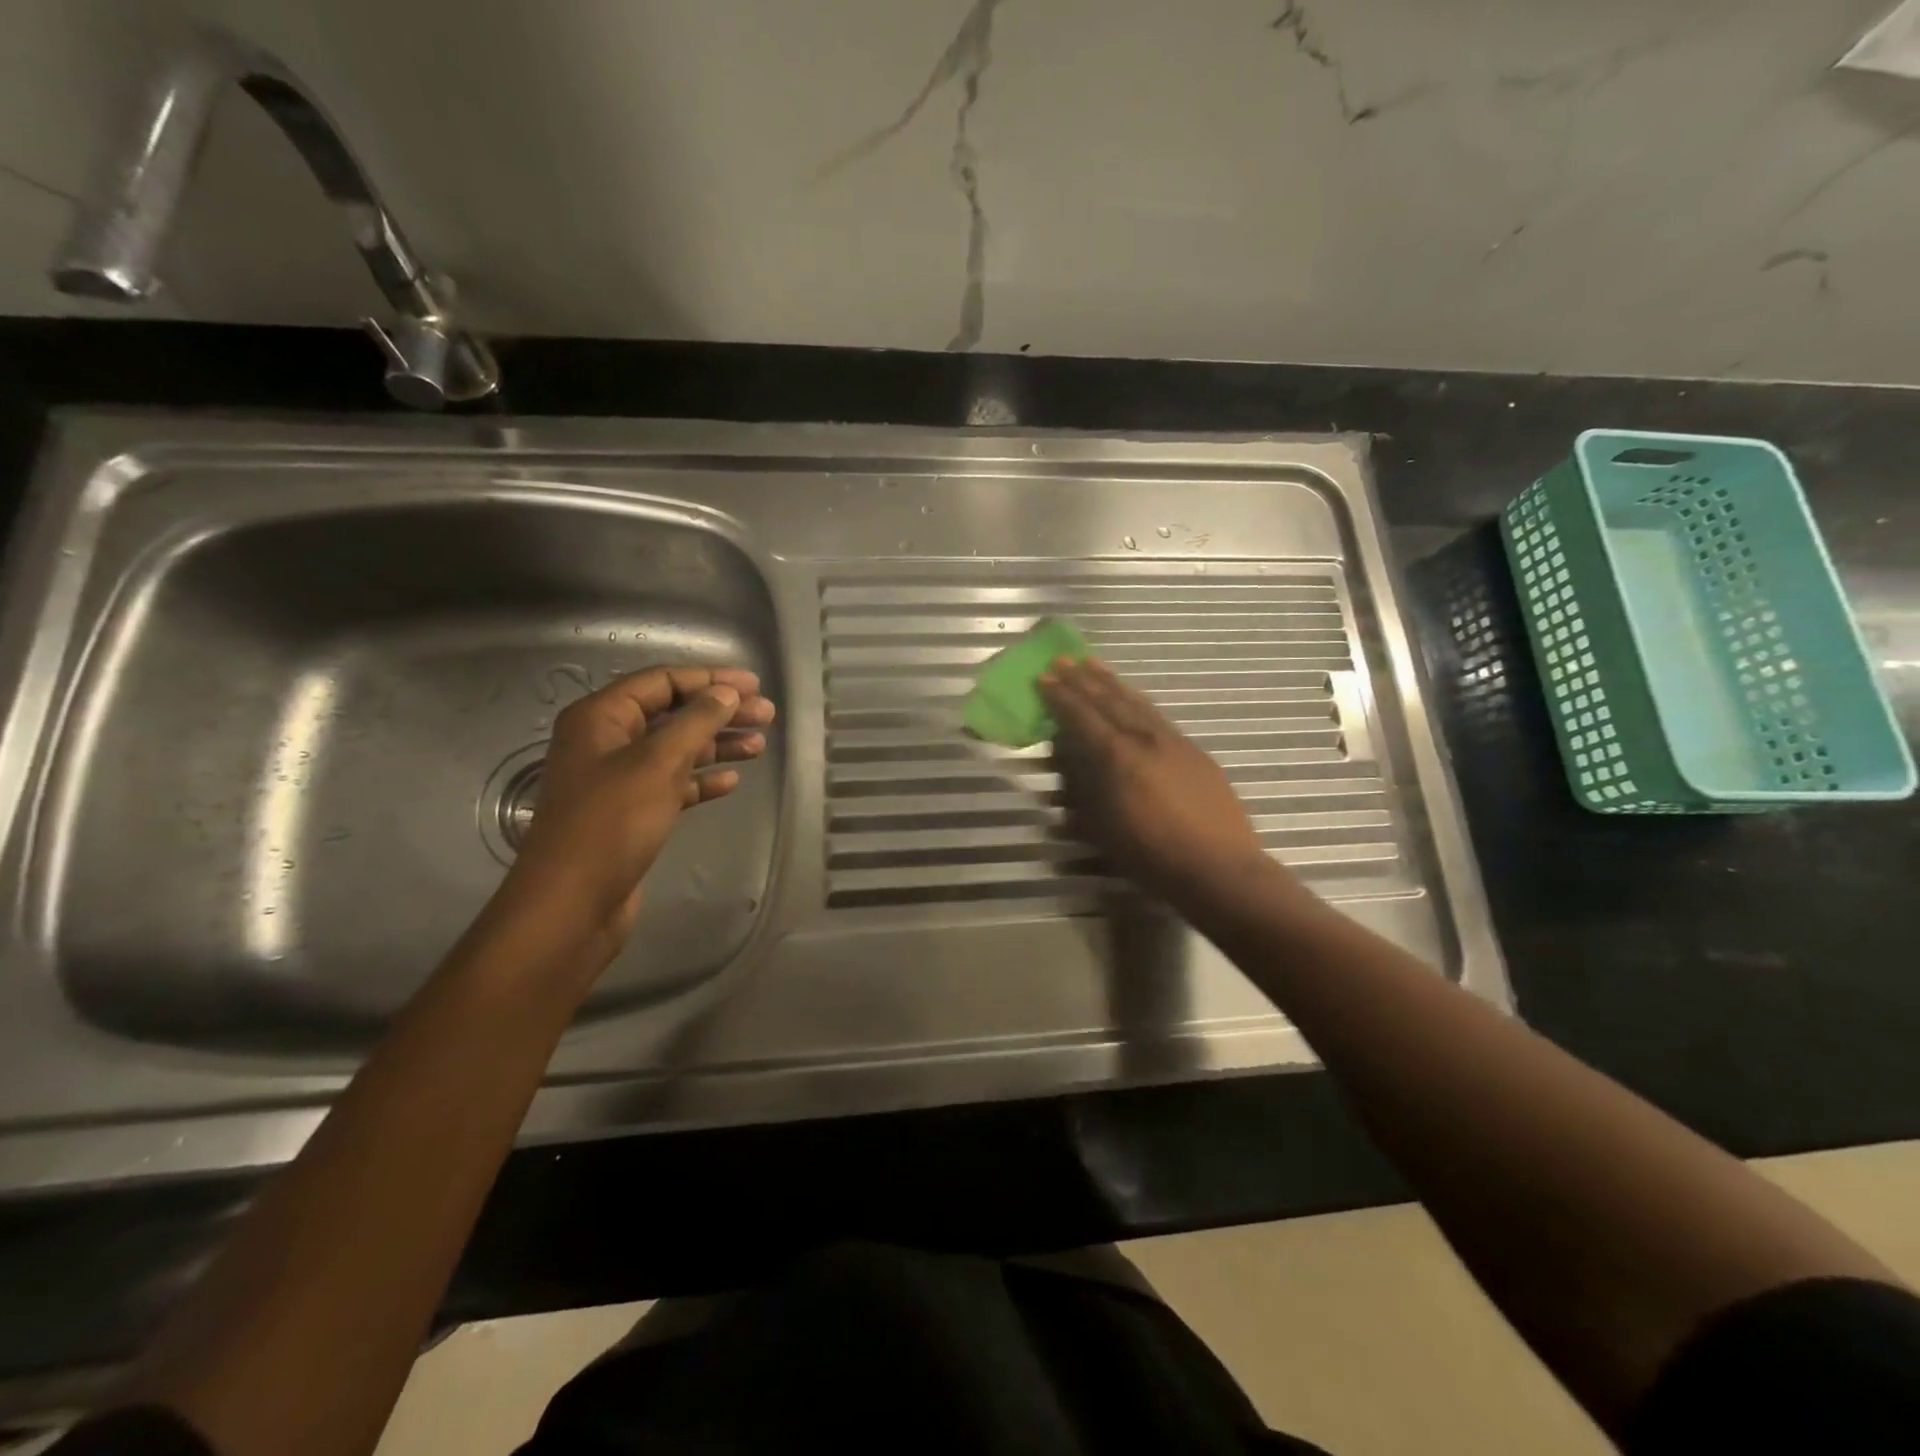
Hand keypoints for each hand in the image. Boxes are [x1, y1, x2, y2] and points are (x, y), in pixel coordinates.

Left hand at [494, 666, 776, 965]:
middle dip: (720, 712)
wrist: (572, 904)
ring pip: (675, 750)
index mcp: (600, 717)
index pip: (661, 681)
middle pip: (672, 714)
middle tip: (766, 715)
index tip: (753, 685)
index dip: (709, 679)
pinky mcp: (631, 814)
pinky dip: (701, 780)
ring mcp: (617, 780)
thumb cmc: (612, 823)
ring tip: (759, 745)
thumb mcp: (658, 763)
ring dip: (717, 745)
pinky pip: (672, 785)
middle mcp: (606, 742)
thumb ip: (696, 722)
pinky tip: (731, 781)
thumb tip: (727, 693)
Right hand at [1039, 657, 1279, 911]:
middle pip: (1109, 701)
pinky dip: (1139, 702)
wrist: (1218, 867)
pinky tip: (1134, 699)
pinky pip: (1158, 717)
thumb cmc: (1151, 856)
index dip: (1061, 697)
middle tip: (1063, 659)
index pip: (1082, 718)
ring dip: (1112, 683)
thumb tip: (1068, 766)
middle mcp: (1145, 739)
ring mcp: (1174, 742)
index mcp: (1118, 757)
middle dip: (1083, 680)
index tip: (1044, 676)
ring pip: (1137, 703)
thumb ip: (1083, 791)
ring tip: (1094, 664)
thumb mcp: (1102, 828)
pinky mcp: (1195, 752)